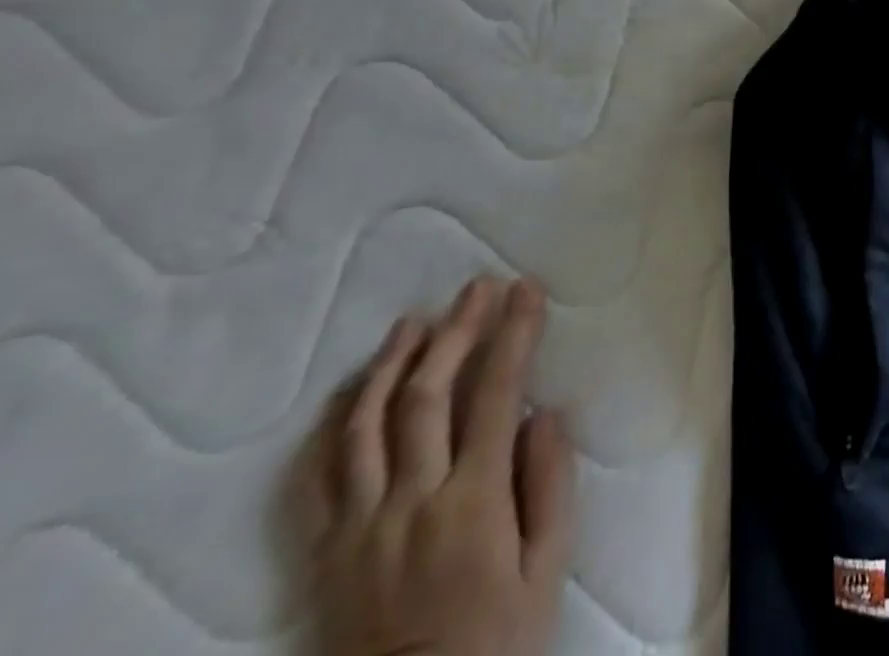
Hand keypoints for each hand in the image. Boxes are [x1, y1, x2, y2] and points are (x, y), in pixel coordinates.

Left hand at [305, 277, 575, 655]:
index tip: (525, 291)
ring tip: (415, 321)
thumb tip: (545, 412)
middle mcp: (409, 504)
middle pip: (427, 396)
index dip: (513, 334)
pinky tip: (354, 392)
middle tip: (477, 288)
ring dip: (392, 364)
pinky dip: (334, 426)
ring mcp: (358, 528)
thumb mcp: (547, 570)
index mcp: (471, 503)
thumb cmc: (497, 641)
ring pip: (365, 427)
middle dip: (457, 331)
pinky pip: (318, 480)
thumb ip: (550, 485)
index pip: (496, 394)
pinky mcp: (326, 554)